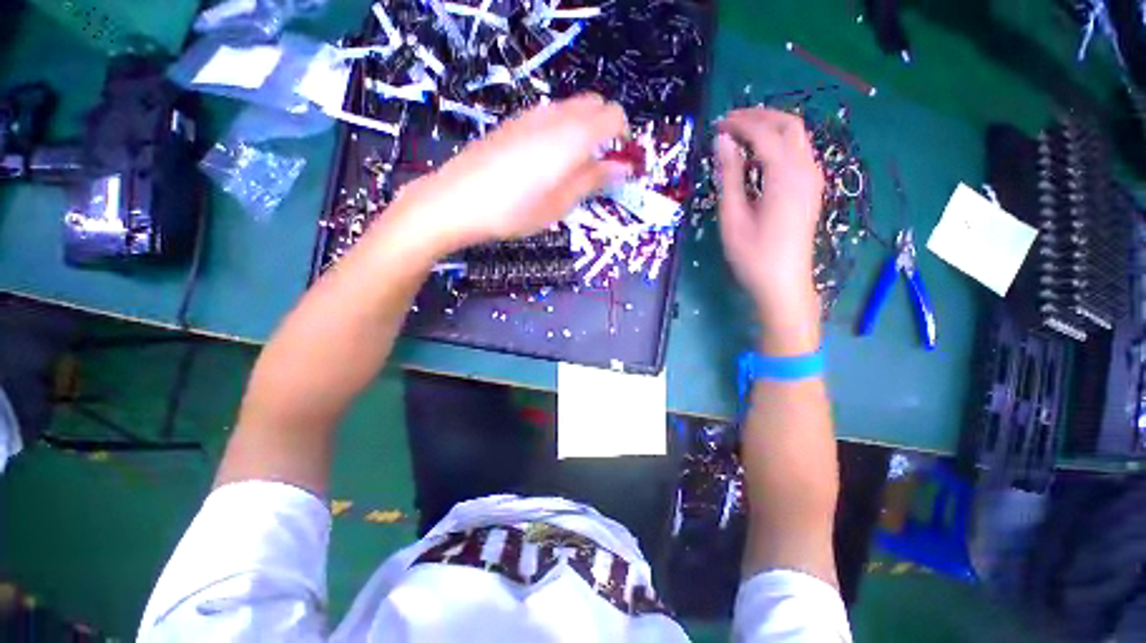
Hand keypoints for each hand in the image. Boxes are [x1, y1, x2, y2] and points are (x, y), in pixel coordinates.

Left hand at [391, 94, 628, 254]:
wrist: (458, 201)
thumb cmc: (515, 210)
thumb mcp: (560, 204)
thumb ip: (593, 180)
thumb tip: (623, 167)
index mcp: (573, 137)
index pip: (614, 115)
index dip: (624, 137)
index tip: (619, 163)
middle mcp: (555, 116)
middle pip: (595, 104)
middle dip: (606, 129)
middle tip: (599, 166)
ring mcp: (531, 116)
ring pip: (571, 108)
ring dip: (583, 129)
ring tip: (572, 167)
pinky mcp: (513, 123)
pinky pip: (549, 115)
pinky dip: (561, 129)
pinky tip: (545, 161)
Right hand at [716, 108, 823, 343]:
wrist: (783, 283)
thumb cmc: (753, 255)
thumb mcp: (733, 217)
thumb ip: (730, 177)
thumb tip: (722, 142)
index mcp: (785, 176)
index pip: (764, 133)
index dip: (740, 124)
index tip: (717, 125)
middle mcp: (805, 170)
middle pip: (789, 125)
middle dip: (760, 116)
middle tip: (730, 122)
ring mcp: (813, 179)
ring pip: (798, 136)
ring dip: (771, 127)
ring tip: (742, 134)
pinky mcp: (812, 189)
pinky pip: (800, 152)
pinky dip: (780, 142)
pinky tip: (762, 154)